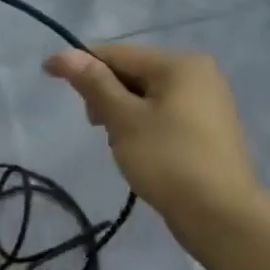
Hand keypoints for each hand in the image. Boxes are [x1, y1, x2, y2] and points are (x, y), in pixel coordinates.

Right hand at [43, 44, 269, 247]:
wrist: (221, 216)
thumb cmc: (168, 160)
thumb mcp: (123, 119)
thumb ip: (94, 83)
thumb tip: (64, 53)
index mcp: (180, 64)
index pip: (117, 54)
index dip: (80, 63)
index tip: (48, 74)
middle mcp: (198, 74)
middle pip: (133, 72)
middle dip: (105, 93)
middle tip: (94, 125)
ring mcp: (208, 102)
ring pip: (147, 95)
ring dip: (122, 111)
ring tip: (116, 142)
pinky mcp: (208, 129)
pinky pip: (164, 113)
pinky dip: (142, 124)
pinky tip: (137, 148)